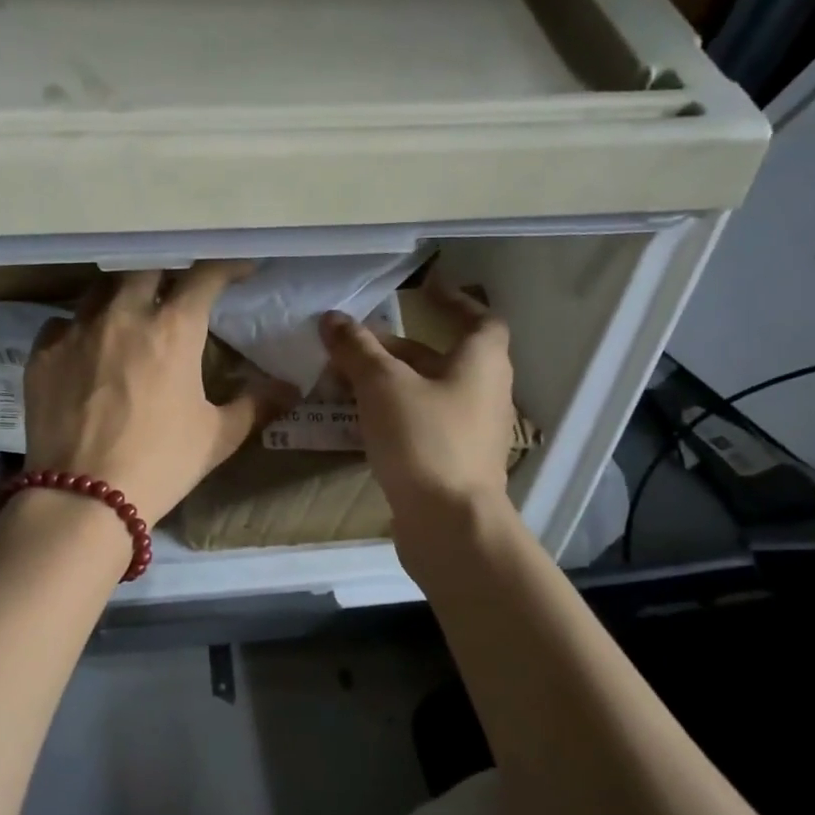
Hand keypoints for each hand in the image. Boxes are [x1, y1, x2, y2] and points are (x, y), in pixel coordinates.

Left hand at [23, 263, 294, 523]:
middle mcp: (123, 316)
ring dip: (120, 295)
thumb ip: (255, 404)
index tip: (239, 269)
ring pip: (100, 290)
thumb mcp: (218, 436)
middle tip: (175, 291)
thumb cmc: (162, 463)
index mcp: (173, 330)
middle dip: (167, 273)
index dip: (225, 266)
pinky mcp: (42, 354)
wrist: (85, 497)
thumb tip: (290, 388)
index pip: (204, 277)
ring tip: (128, 314)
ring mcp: (76, 331)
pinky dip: (78, 328)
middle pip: (146, 269)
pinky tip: (83, 348)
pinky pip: (61, 324)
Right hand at [318, 277, 517, 532]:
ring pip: (425, 393)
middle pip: (439, 358)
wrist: (449, 524)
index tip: (424, 291)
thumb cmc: (424, 439)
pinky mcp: (451, 462)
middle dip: (396, 349)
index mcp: (481, 363)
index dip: (453, 302)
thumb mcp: (383, 386)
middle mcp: (483, 392)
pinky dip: (391, 415)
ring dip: (388, 384)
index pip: (478, 319)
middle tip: (354, 346)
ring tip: (343, 382)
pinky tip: (356, 423)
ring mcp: (469, 431)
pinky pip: (419, 425)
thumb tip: (332, 318)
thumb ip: (357, 350)